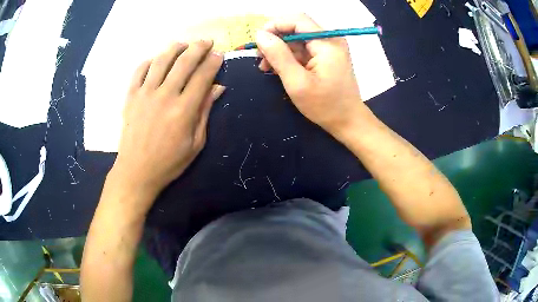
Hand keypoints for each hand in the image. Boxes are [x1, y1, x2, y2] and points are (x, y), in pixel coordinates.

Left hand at [111, 40, 224, 198]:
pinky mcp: (131, 97)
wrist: (136, 171)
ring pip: (161, 61)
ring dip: (174, 49)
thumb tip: (217, 89)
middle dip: (198, 48)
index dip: (213, 63)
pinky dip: (149, 61)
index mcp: (183, 110)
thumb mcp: (195, 143)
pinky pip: (139, 71)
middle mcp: (164, 96)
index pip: (202, 77)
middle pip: (184, 63)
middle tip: (206, 42)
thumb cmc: (169, 162)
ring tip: (183, 44)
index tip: (219, 55)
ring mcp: (145, 94)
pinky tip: (156, 59)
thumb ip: (205, 112)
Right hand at [256, 14, 368, 137]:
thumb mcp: (297, 83)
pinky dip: (288, 56)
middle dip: (275, 39)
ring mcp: (329, 47)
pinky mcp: (326, 55)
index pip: (297, 19)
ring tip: (266, 67)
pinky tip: (278, 68)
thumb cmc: (325, 106)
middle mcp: (330, 39)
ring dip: (279, 49)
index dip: (275, 25)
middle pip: (296, 27)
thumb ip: (278, 56)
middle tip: (260, 58)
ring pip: (297, 38)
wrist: (348, 121)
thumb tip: (260, 35)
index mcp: (327, 42)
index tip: (258, 42)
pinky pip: (303, 48)